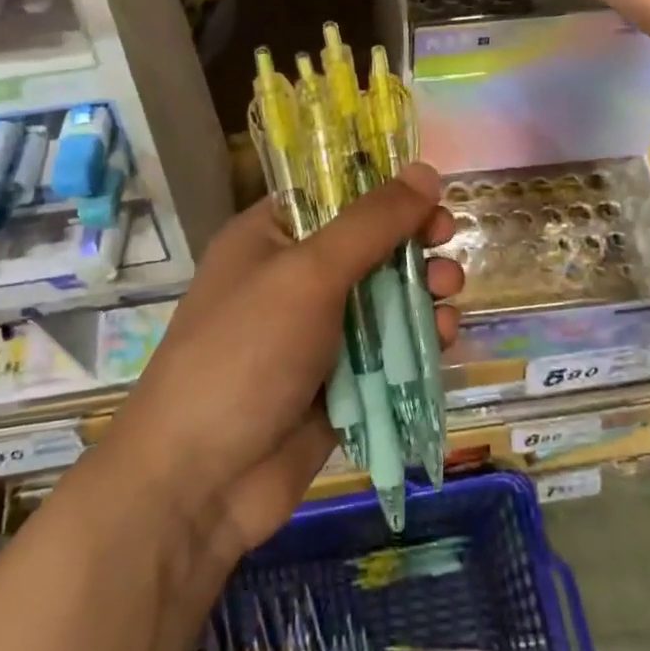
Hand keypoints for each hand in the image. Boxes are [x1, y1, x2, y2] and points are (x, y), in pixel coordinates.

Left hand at [106, 162, 462, 564]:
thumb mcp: (308, 273)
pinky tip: (442, 340)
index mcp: (269, 239)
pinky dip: (416, 343)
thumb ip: (371, 223)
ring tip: (448, 293)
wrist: (201, 480)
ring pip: (383, 301)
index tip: (430, 197)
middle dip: (410, 245)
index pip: (332, 196)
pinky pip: (386, 353)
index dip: (383, 192)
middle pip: (366, 248)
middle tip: (446, 244)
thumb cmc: (246, 353)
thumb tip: (425, 170)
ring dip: (421, 292)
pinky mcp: (337, 385)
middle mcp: (291, 281)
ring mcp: (314, 336)